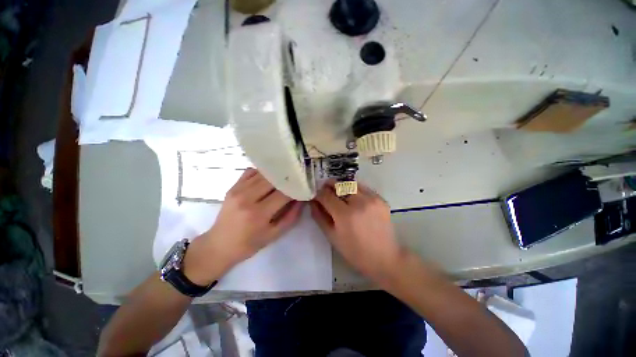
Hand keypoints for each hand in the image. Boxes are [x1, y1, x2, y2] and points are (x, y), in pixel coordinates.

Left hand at [184, 169, 302, 284]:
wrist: (219, 245)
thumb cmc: (249, 244)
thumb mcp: (274, 235)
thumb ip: (291, 216)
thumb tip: (301, 200)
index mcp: (259, 214)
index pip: (283, 194)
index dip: (295, 188)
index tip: (302, 187)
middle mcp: (247, 198)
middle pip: (273, 180)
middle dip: (287, 179)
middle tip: (295, 180)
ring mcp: (238, 190)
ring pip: (263, 173)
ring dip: (276, 175)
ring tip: (284, 177)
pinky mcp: (232, 187)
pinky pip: (250, 172)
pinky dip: (262, 172)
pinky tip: (268, 178)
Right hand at [310, 181, 403, 281]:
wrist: (384, 257)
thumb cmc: (355, 251)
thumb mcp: (332, 236)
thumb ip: (319, 217)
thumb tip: (312, 201)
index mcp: (345, 215)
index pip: (326, 195)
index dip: (318, 193)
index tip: (316, 196)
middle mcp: (359, 202)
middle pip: (339, 184)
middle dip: (329, 186)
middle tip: (326, 190)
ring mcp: (372, 199)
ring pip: (351, 183)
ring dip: (342, 186)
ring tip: (339, 194)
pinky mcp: (381, 199)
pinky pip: (363, 188)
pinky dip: (354, 190)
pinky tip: (353, 199)